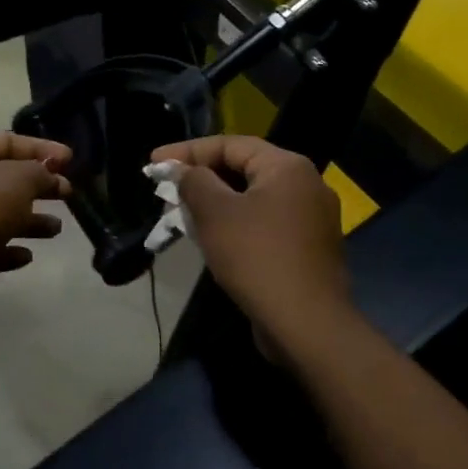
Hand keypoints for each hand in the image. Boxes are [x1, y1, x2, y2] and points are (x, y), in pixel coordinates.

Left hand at [0, 131, 72, 320]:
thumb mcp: (19, 180)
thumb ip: (41, 172)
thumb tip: (51, 176)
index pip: (6, 140)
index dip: (42, 148)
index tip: (71, 160)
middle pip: (2, 177)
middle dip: (38, 186)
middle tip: (68, 194)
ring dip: (28, 220)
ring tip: (56, 229)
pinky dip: (7, 248)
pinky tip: (27, 256)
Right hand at [149, 135, 351, 347]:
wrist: (307, 323)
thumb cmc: (257, 258)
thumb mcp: (216, 214)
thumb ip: (195, 182)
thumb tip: (183, 170)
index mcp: (288, 167)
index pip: (231, 144)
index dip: (188, 151)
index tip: (154, 163)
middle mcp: (307, 185)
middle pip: (245, 169)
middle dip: (202, 178)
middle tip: (167, 190)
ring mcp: (313, 219)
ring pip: (255, 199)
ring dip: (218, 204)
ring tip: (184, 215)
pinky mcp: (310, 248)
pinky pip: (267, 224)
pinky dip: (238, 225)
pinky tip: (215, 240)